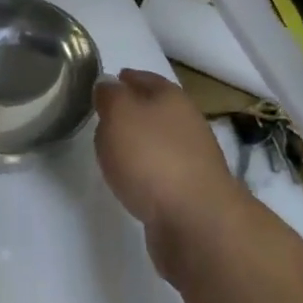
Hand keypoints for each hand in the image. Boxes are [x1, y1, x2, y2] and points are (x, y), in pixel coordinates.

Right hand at [94, 69, 238, 268]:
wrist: (197, 223)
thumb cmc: (152, 157)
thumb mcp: (119, 114)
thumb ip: (110, 95)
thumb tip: (109, 84)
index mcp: (172, 97)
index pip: (145, 78)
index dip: (124, 79)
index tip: (106, 84)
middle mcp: (187, 124)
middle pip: (155, 110)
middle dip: (132, 112)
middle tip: (105, 118)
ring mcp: (193, 161)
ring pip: (159, 143)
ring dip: (140, 145)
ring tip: (114, 152)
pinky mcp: (191, 194)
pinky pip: (162, 173)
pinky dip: (147, 173)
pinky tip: (132, 182)